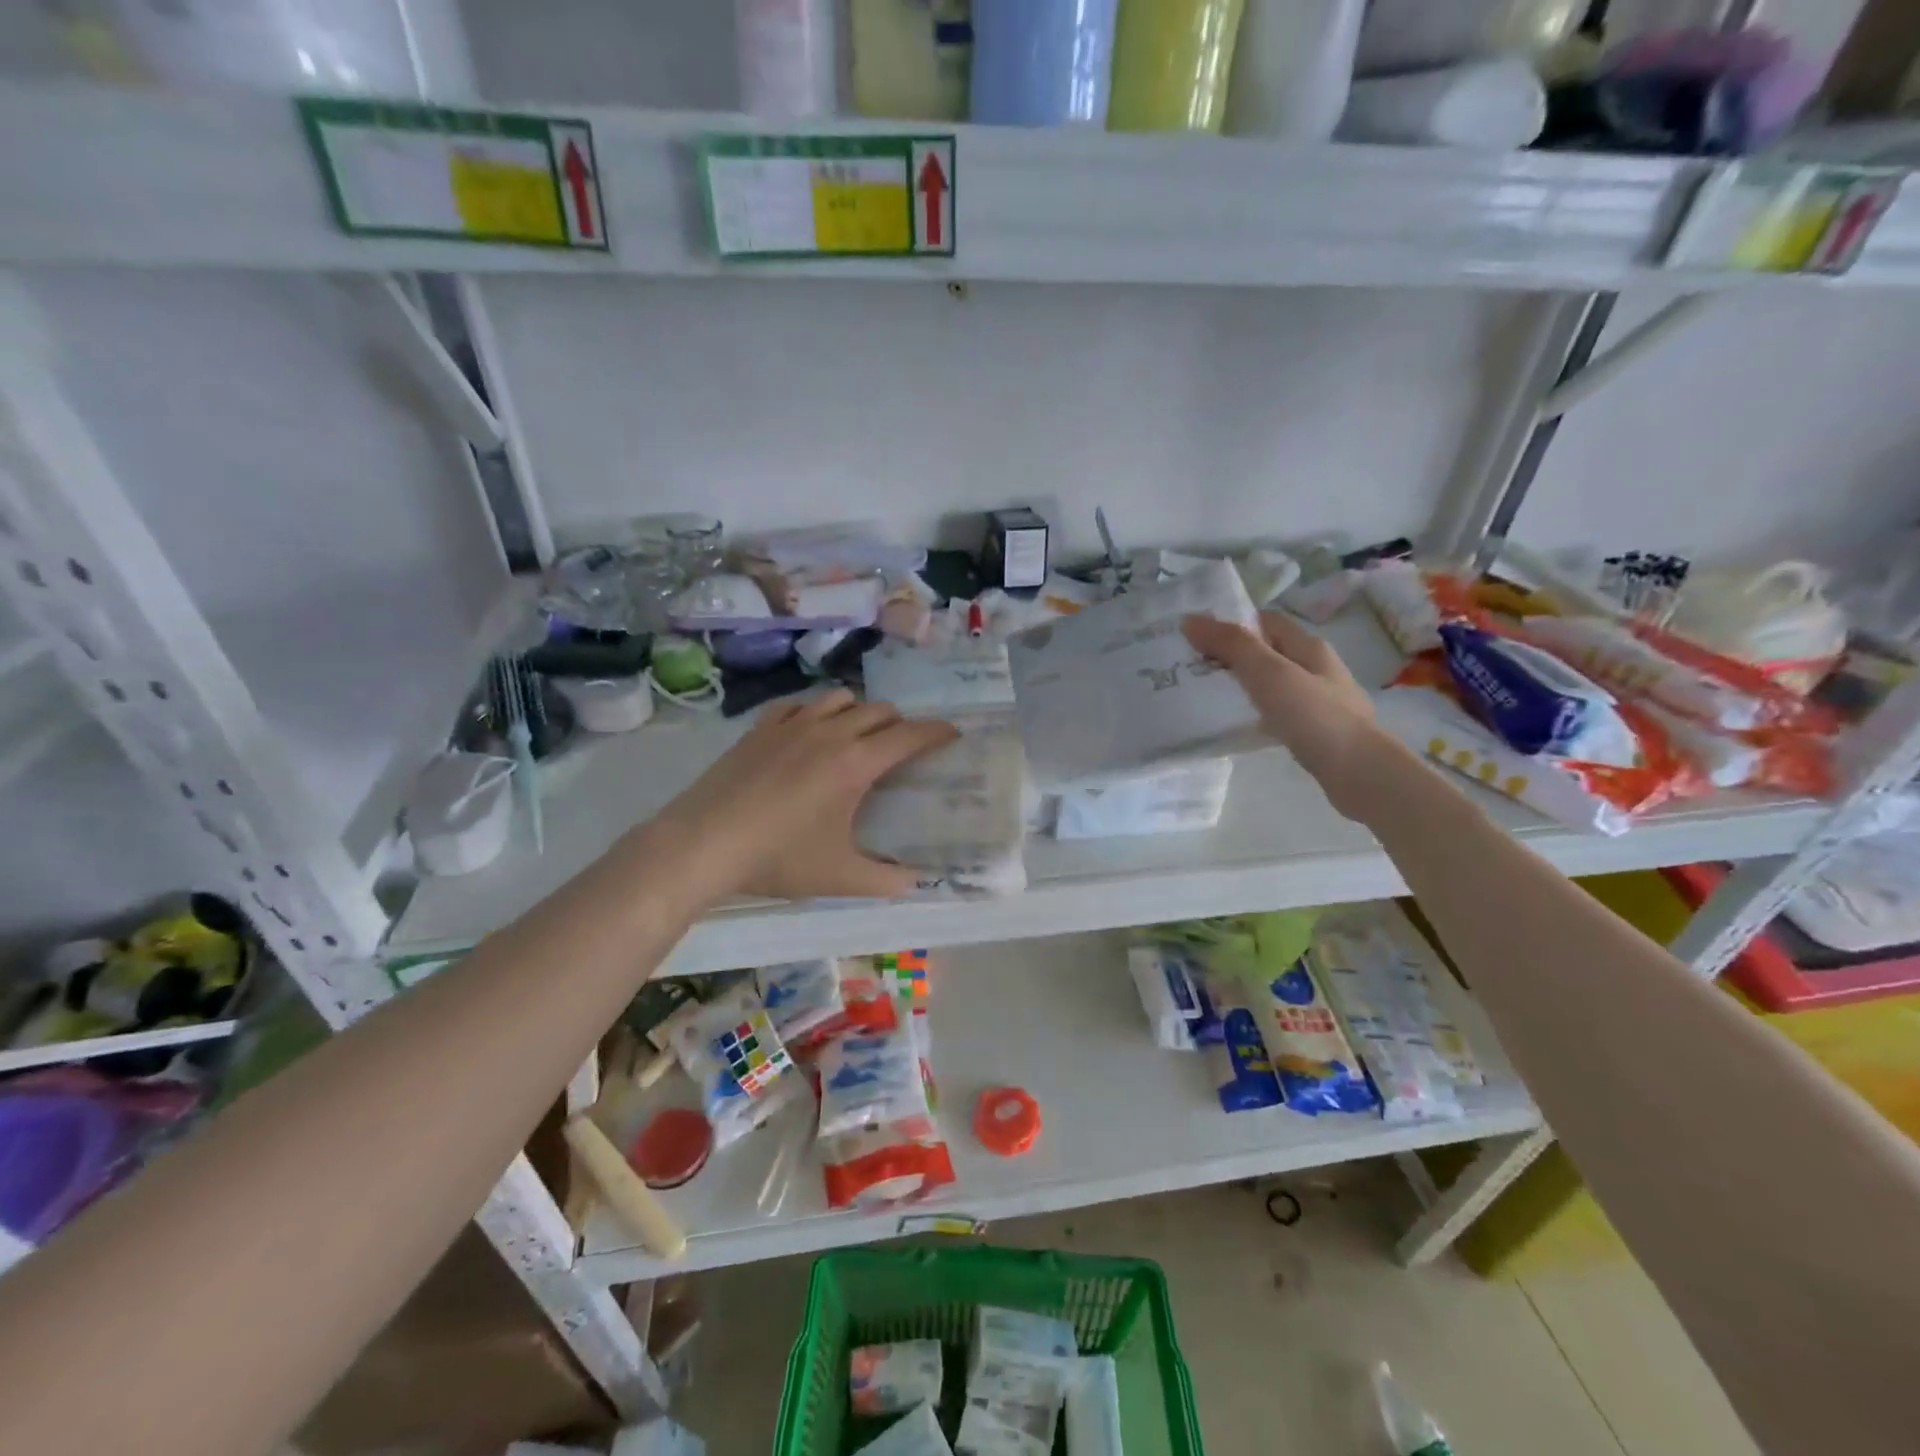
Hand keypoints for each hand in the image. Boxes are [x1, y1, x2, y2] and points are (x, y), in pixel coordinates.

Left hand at [644, 690, 958, 902]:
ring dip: (860, 712)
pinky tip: (810, 730)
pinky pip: (800, 704)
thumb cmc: (778, 859)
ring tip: (859, 736)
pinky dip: (817, 711)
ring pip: (841, 699)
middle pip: (879, 711)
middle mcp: (830, 732)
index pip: (909, 736)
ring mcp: (792, 724)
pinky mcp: (762, 727)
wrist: (703, 843)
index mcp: (856, 763)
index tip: (952, 734)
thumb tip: (917, 881)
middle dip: (900, 724)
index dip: (937, 732)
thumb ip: (886, 880)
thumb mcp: (840, 877)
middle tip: (903, 748)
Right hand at [1183, 610, 1388, 820]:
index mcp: (1309, 646)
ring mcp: (1320, 701)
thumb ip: (1232, 645)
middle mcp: (1317, 668)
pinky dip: (1256, 712)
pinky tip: (1239, 726)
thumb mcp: (1269, 673)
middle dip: (1233, 655)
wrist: (1360, 773)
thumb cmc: (1314, 717)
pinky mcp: (1316, 731)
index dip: (1231, 622)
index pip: (1265, 621)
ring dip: (1243, 684)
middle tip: (1192, 667)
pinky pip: (1278, 711)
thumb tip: (1190, 619)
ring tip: (1208, 696)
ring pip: (1273, 682)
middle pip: (1269, 651)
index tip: (1195, 636)